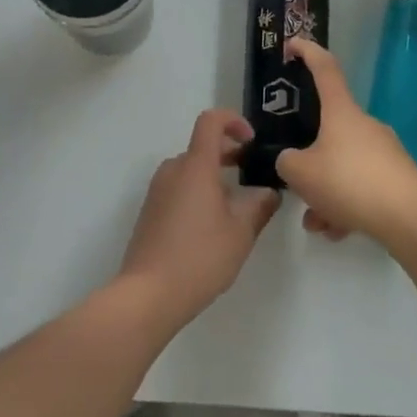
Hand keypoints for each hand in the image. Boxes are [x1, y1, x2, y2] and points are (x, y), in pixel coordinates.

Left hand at [118, 109, 281, 324]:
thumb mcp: (240, 233)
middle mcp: (173, 170)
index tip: (251, 141)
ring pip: (190, 170)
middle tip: (252, 175)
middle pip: (202, 147)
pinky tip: (211, 225)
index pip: (211, 121)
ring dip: (214, 177)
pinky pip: (178, 188)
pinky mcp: (150, 211)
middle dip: (229, 154)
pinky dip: (198, 192)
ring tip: (236, 206)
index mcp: (196, 166)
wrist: (148, 294)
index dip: (233, 121)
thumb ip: (259, 206)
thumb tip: (269, 192)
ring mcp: (158, 191)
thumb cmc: (199, 257)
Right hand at [277, 38, 416, 243]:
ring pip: (343, 165)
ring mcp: (384, 151)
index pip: (324, 68)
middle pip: (329, 130)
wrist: (410, 218)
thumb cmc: (349, 181)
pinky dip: (346, 206)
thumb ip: (287, 162)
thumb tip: (292, 162)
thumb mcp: (301, 173)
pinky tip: (338, 232)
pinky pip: (361, 187)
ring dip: (326, 192)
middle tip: (297, 183)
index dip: (307, 52)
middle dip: (310, 160)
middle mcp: (364, 124)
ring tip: (317, 223)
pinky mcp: (397, 178)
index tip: (292, 44)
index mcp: (341, 111)